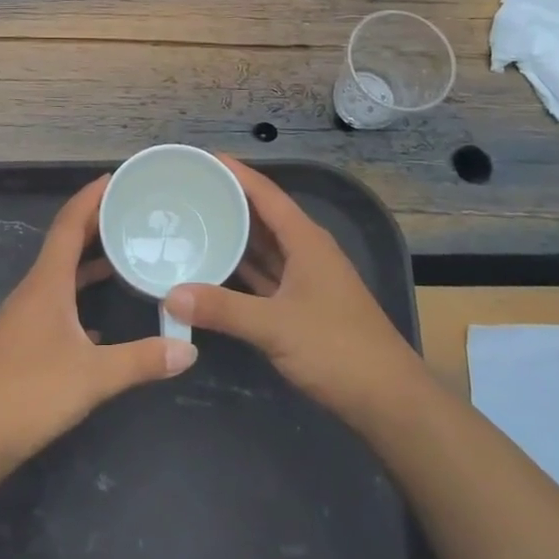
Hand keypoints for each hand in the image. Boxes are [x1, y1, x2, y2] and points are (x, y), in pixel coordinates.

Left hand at [0, 176, 197, 478]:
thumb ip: (142, 360)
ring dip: (88, 263)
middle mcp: (33, 291)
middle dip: (95, 224)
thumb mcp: (93, 376)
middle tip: (131, 212)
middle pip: (64, 245)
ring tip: (123, 257)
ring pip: (60, 277)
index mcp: (47, 283)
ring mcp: (22, 318)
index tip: (117, 178)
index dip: (91, 197)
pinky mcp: (19, 344)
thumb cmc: (27, 394)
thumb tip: (190, 350)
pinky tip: (98, 324)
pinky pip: (55, 306)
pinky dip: (78, 300)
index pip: (69, 224)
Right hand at [163, 157, 422, 423]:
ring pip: (265, 247)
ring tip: (195, 222)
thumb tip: (171, 295)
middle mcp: (307, 252)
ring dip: (235, 235)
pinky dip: (242, 269)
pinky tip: (216, 269)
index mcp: (306, 241)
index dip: (237, 173)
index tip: (203, 158)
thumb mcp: (275, 326)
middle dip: (229, 201)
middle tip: (188, 191)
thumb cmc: (336, 349)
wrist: (387, 399)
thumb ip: (222, 309)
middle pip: (264, 216)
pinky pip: (266, 275)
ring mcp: (307, 280)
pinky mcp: (303, 306)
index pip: (266, 194)